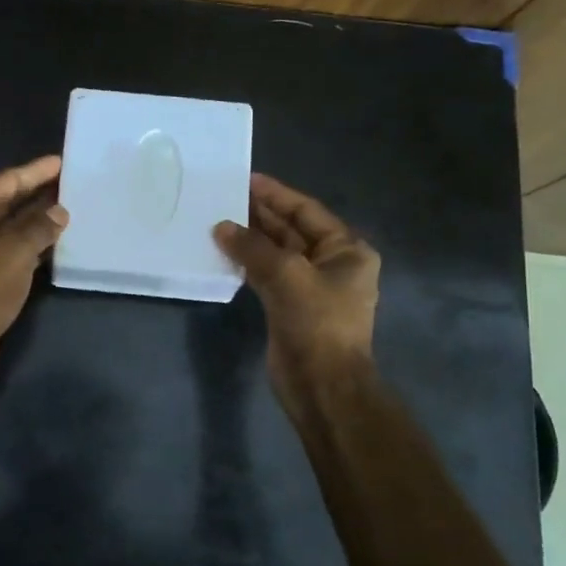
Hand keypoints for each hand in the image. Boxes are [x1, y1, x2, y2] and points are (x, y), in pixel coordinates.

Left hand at [0, 154, 68, 394]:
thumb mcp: (15, 251)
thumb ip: (39, 226)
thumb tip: (59, 210)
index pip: (3, 182)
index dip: (34, 172)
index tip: (60, 161)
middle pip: (2, 203)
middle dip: (35, 195)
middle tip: (69, 183)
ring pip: (5, 229)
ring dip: (33, 222)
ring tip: (67, 209)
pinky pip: (5, 251)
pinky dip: (28, 246)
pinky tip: (53, 244)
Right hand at [214, 173, 379, 417]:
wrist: (322, 385)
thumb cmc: (316, 322)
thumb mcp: (286, 275)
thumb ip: (252, 247)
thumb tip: (221, 227)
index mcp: (347, 250)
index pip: (307, 211)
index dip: (276, 194)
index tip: (246, 179)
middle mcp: (332, 264)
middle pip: (292, 230)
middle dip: (261, 214)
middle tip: (226, 196)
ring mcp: (311, 287)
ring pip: (277, 253)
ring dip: (251, 238)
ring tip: (219, 219)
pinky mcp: (291, 307)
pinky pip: (267, 274)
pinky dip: (248, 262)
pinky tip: (225, 251)